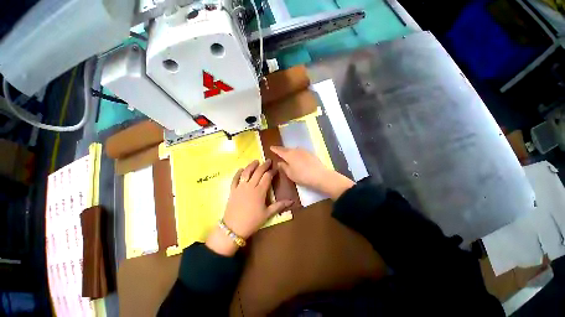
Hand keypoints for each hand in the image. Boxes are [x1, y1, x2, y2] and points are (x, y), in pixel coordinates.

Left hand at [206, 160, 292, 255]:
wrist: (233, 228)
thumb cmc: (252, 221)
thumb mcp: (267, 214)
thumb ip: (279, 206)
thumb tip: (292, 202)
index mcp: (260, 191)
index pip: (267, 177)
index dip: (272, 172)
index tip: (275, 169)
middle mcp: (250, 186)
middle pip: (258, 172)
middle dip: (264, 165)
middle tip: (268, 160)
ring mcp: (240, 187)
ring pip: (246, 172)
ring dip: (251, 165)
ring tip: (256, 161)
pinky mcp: (232, 190)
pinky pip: (235, 179)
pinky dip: (238, 173)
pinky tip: (241, 169)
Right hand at [270, 146, 354, 199]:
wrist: (320, 176)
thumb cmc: (302, 176)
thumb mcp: (290, 173)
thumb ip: (284, 167)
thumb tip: (279, 162)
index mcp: (289, 155)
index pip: (280, 150)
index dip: (275, 149)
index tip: (271, 147)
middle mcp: (296, 150)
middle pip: (287, 149)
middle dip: (282, 150)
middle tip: (278, 151)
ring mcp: (304, 151)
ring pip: (294, 150)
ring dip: (290, 152)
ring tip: (288, 155)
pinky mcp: (310, 153)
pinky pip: (300, 152)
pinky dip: (297, 154)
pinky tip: (298, 158)